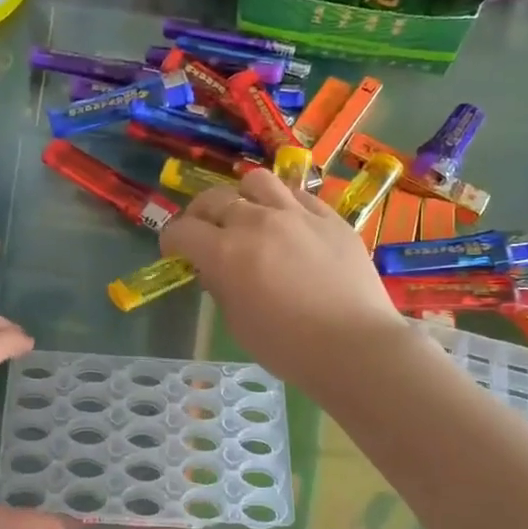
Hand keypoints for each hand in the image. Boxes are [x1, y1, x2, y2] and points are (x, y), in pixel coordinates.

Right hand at [159, 168, 411, 391]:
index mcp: (225, 252)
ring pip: (257, 181)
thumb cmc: (288, 346)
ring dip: (243, 197)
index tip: (175, 252)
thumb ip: (221, 288)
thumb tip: (215, 270)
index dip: (172, 240)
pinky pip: (298, 195)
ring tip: (247, 216)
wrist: (355, 346)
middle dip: (200, 214)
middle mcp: (256, 222)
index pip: (182, 230)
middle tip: (204, 233)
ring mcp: (297, 214)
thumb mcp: (238, 323)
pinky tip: (288, 223)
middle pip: (215, 199)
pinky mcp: (331, 217)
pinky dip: (283, 204)